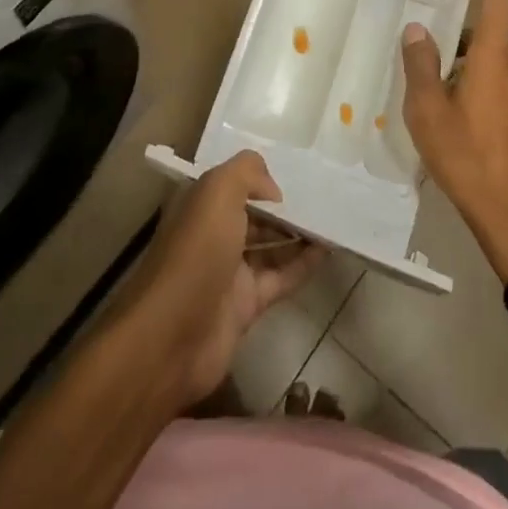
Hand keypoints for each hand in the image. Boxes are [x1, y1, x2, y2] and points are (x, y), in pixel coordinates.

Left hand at [126, 151, 324, 406]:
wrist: (174, 336)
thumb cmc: (196, 252)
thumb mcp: (218, 191)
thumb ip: (247, 173)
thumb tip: (274, 190)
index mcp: (202, 205)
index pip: (235, 183)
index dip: (262, 178)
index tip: (296, 172)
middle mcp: (214, 234)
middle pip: (255, 214)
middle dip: (284, 206)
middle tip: (323, 194)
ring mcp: (230, 272)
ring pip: (270, 245)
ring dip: (298, 233)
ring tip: (333, 218)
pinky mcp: (246, 305)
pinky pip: (281, 277)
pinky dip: (304, 264)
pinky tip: (328, 250)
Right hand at [401, 0, 507, 282]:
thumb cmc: (468, 157)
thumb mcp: (428, 111)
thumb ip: (420, 65)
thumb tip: (416, 29)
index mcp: (494, 58)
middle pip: (490, 29)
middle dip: (456, 25)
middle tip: (423, 36)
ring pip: (492, 58)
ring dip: (463, 57)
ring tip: (428, 82)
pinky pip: (498, 82)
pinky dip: (473, 80)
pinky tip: (450, 113)